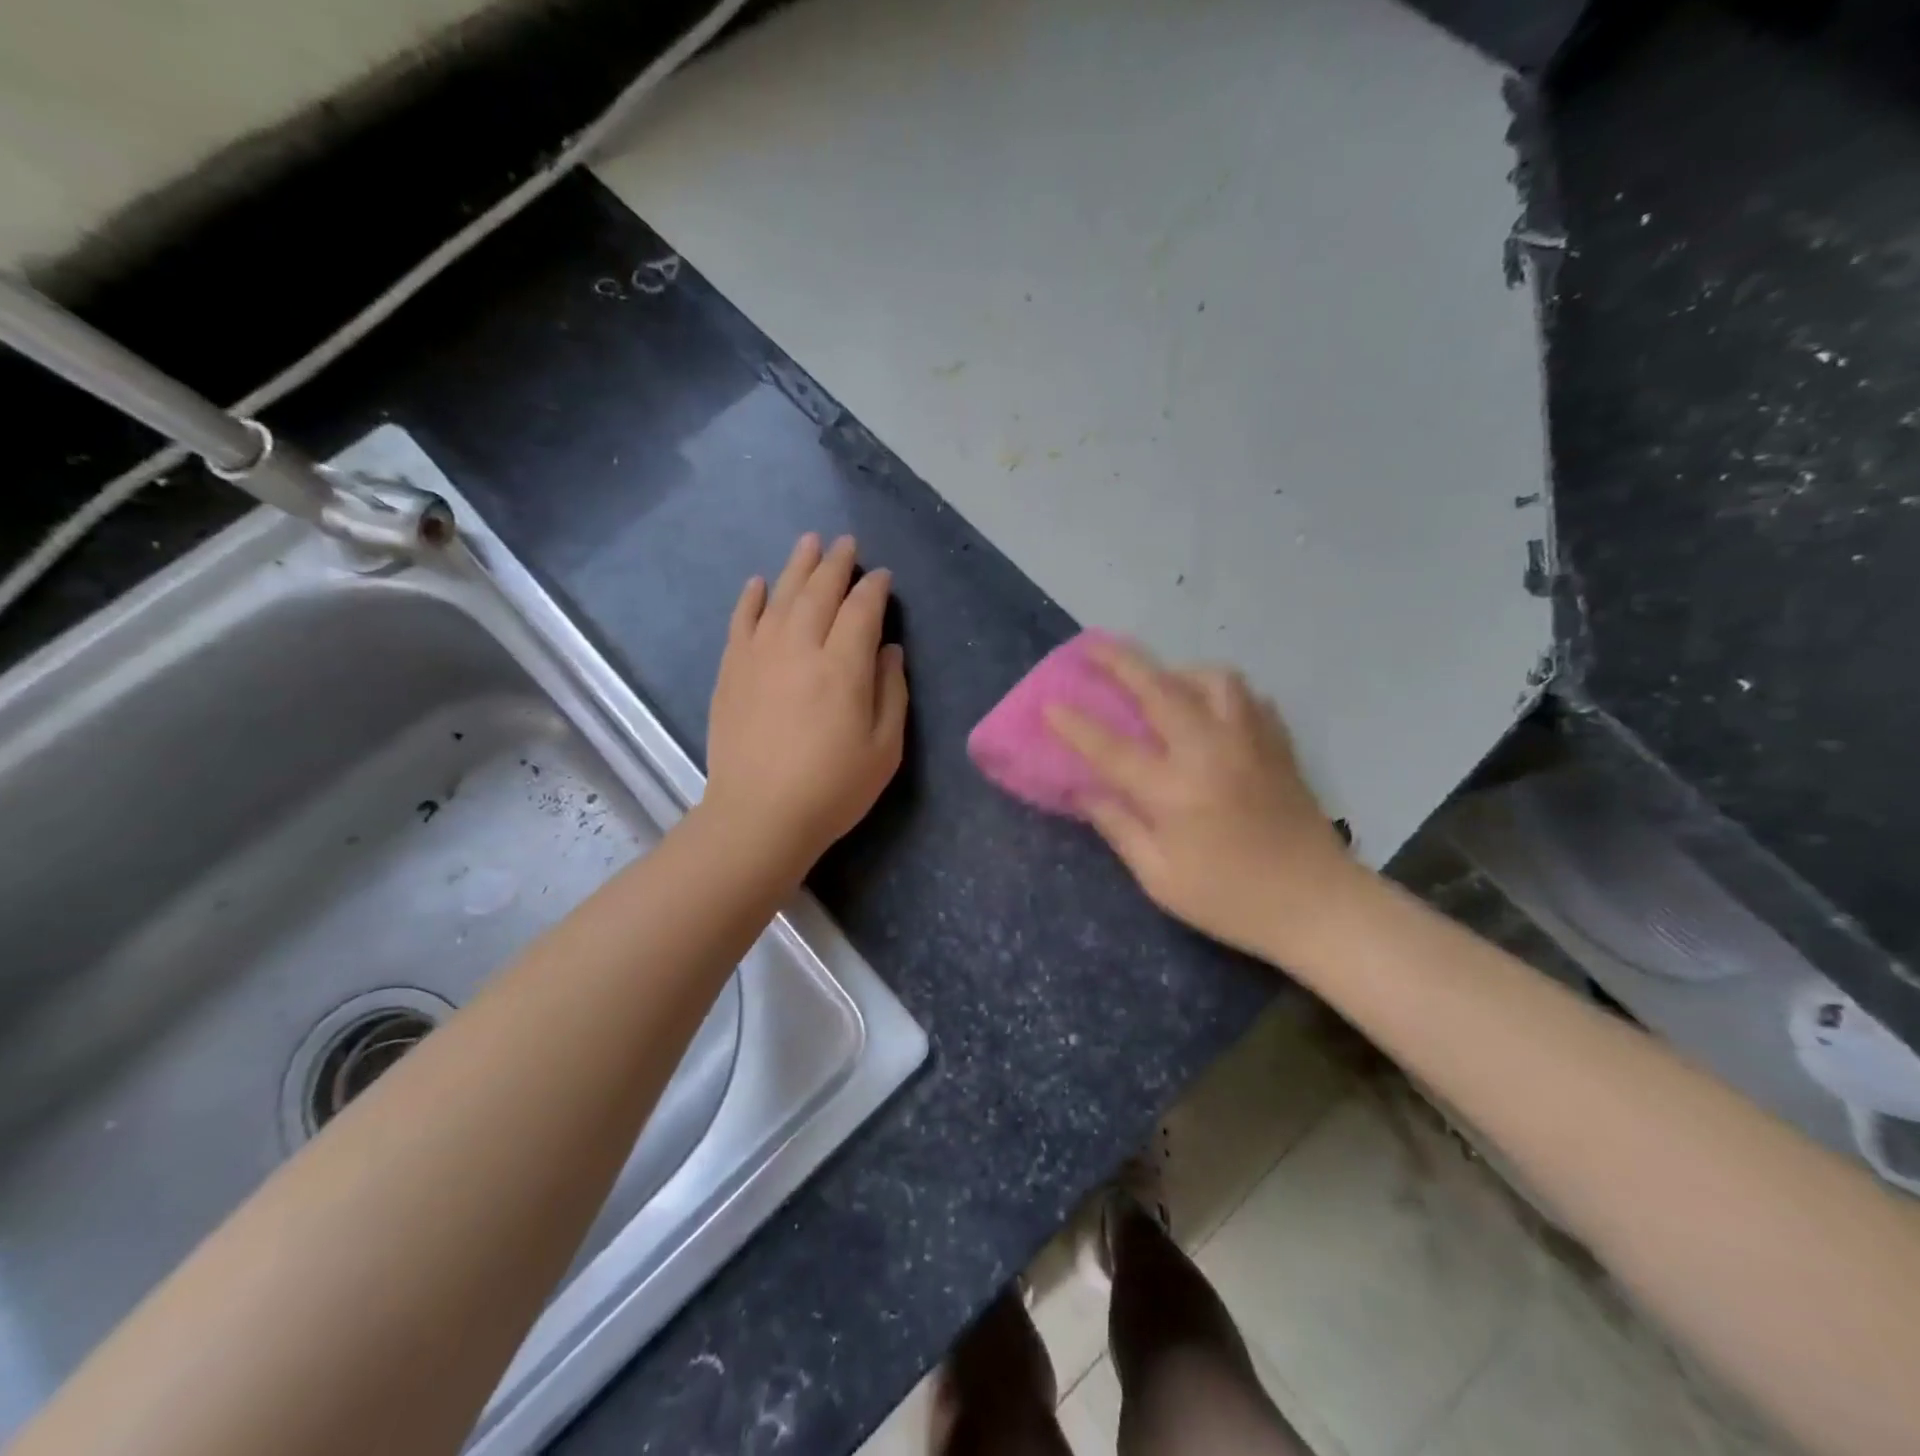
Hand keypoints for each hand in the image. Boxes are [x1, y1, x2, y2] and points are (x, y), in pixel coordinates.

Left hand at [704, 533, 907, 871]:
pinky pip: (741, 621)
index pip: (861, 610)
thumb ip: (892, 692)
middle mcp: (801, 648)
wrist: (758, 816)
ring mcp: (760, 656)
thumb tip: (887, 649)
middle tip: (846, 543)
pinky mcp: (732, 671)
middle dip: (836, 564)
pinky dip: (751, 598)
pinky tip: (758, 583)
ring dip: (797, 566)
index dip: (874, 589)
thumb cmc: (832, 788)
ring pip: (781, 596)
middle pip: (819, 592)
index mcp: (844, 667)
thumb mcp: (884, 749)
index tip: (881, 577)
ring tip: (810, 543)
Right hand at [1045, 640, 1357, 958]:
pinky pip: (1246, 697)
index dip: (1076, 724)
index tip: (1049, 704)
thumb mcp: (1160, 877)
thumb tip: (1083, 792)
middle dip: (1120, 662)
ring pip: (1212, 679)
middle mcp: (1210, 751)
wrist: (1317, 904)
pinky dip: (1219, 692)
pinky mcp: (1278, 744)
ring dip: (1177, 671)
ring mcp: (1250, 741)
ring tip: (1160, 683)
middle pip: (1160, 689)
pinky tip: (1208, 709)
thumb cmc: (1230, 900)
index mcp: (1175, 790)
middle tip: (1092, 648)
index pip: (1112, 747)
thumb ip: (1118, 827)